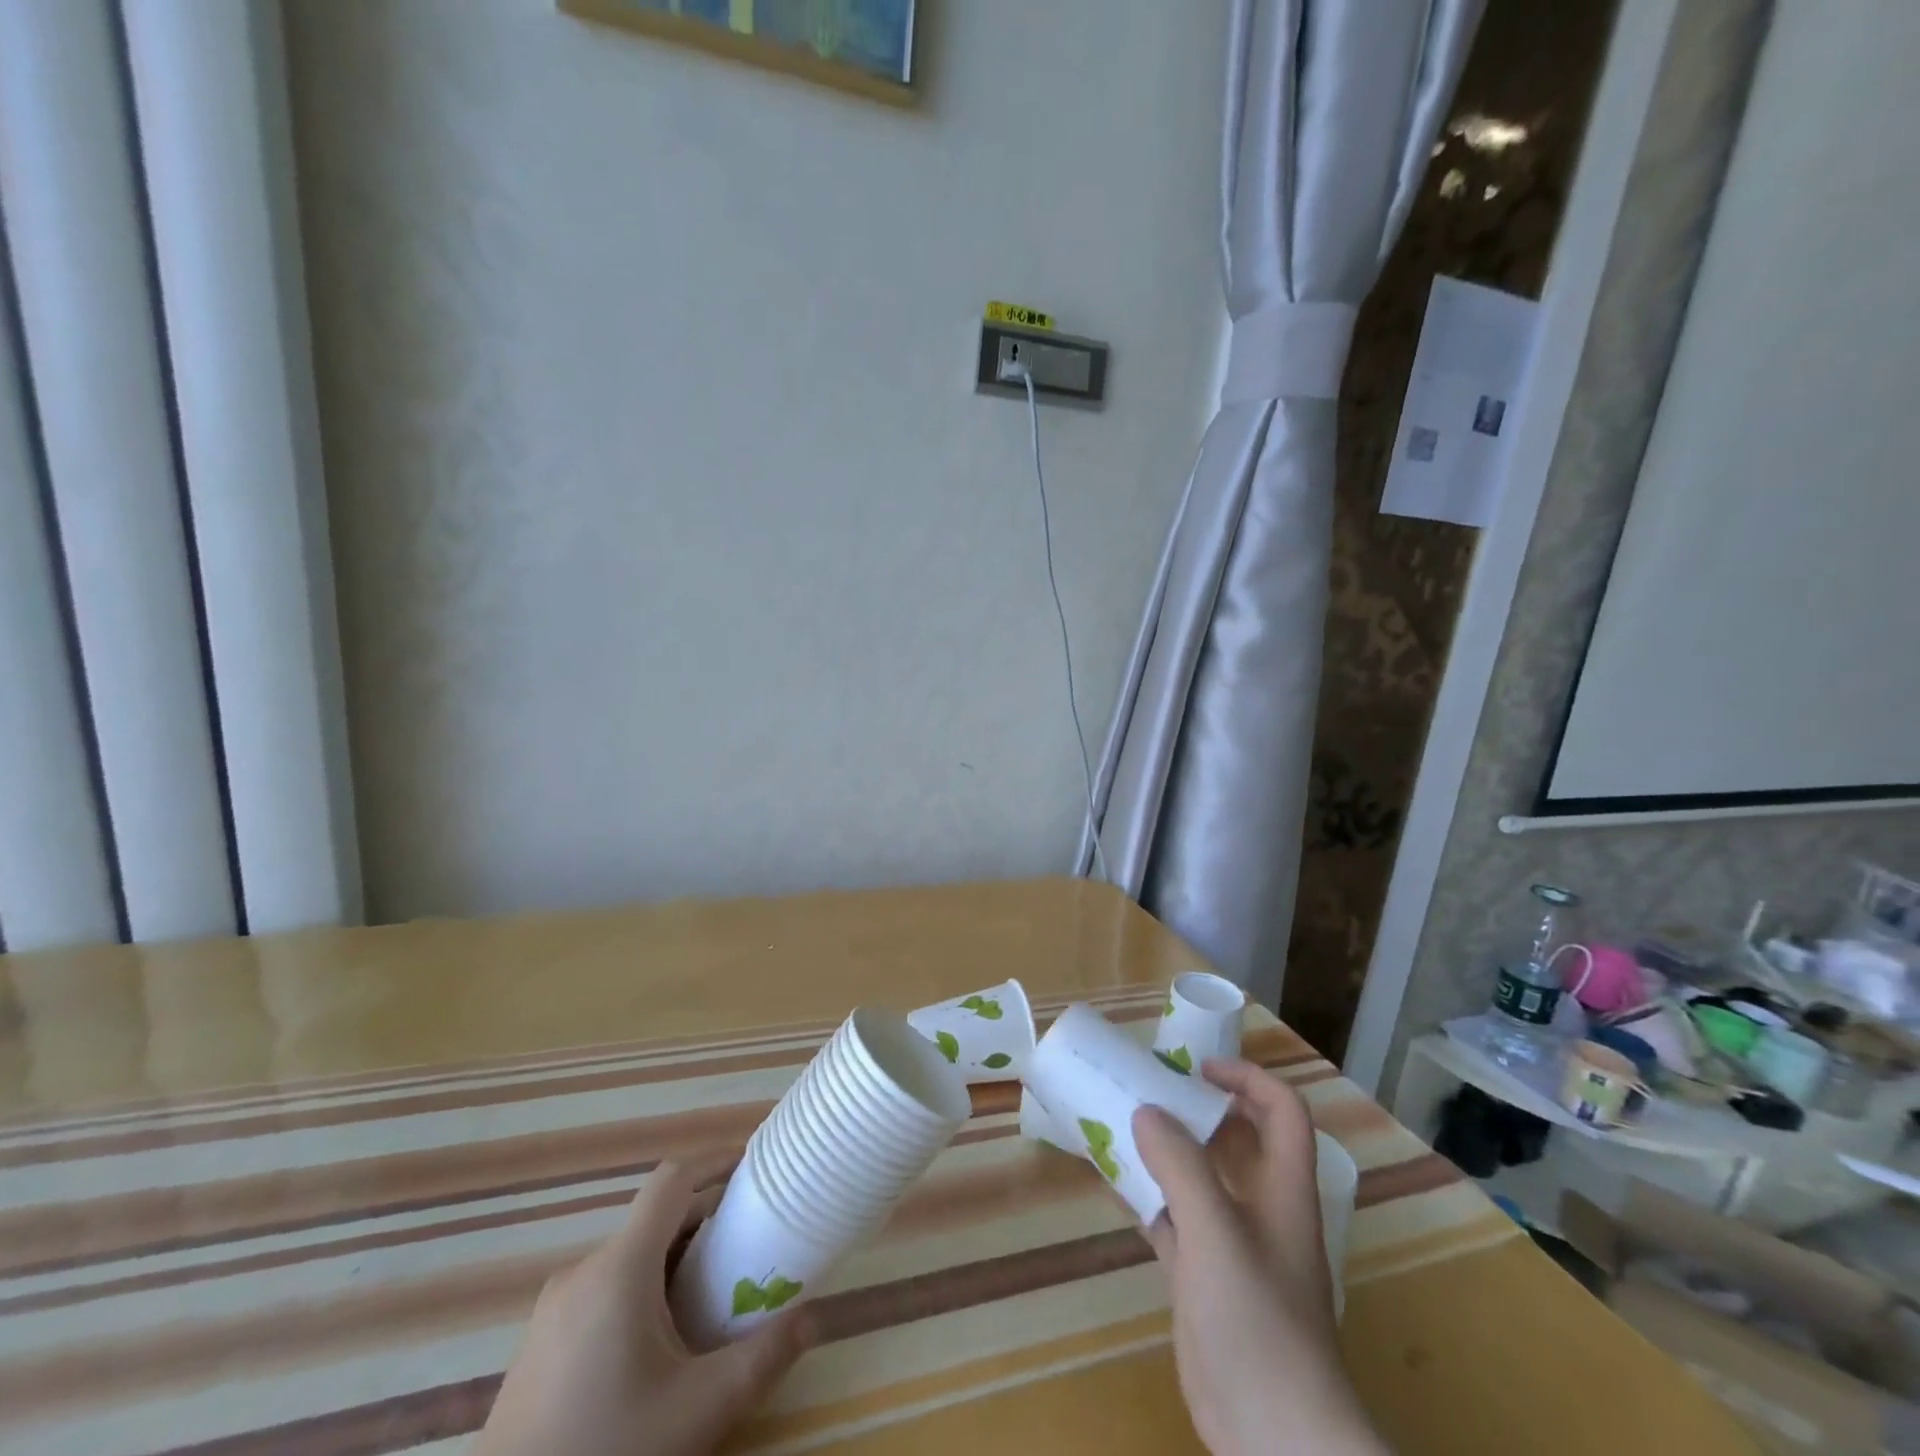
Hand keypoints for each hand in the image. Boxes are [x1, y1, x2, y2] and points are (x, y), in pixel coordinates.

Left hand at [477, 1155, 812, 1455]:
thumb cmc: (608, 1454)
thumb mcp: (700, 1411)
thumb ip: (763, 1358)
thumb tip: (815, 1316)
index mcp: (620, 1267)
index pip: (673, 1180)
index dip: (715, 1163)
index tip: (753, 1171)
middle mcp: (583, 1271)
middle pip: (655, 1220)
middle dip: (706, 1222)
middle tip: (747, 1250)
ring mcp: (553, 1309)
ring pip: (629, 1257)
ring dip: (675, 1262)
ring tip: (710, 1304)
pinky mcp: (538, 1345)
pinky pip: (603, 1290)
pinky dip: (642, 1291)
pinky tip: (657, 1351)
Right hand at [1133, 1059, 1384, 1455]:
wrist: (1274, 1438)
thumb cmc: (1258, 1322)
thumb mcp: (1216, 1233)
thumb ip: (1180, 1167)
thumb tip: (1146, 1112)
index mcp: (1283, 1188)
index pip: (1282, 1110)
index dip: (1247, 1077)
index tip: (1197, 1068)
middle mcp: (1261, 1207)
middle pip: (1238, 1137)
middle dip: (1197, 1106)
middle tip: (1150, 1088)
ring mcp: (1232, 1245)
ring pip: (1201, 1177)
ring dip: (1167, 1149)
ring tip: (1122, 1123)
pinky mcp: (1205, 1278)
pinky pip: (1174, 1219)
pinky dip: (1148, 1195)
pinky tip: (1114, 1183)